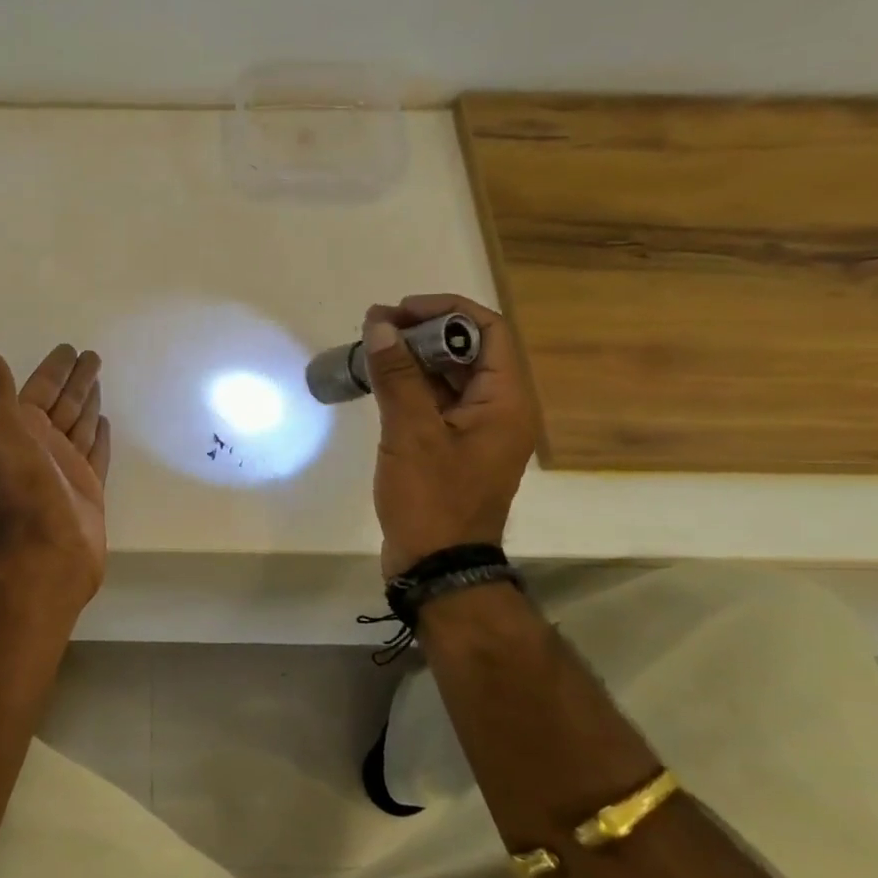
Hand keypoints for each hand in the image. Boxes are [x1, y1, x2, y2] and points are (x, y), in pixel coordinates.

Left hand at [0, 332, 111, 600]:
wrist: (47, 548)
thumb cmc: (24, 486)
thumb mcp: (0, 427)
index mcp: (21, 428)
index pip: (41, 388)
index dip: (54, 368)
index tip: (70, 348)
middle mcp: (42, 445)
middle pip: (63, 404)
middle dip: (76, 381)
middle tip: (93, 356)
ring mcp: (66, 467)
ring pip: (80, 425)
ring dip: (88, 403)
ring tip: (100, 382)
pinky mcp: (88, 488)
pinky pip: (96, 454)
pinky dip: (100, 437)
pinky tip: (106, 422)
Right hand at [362, 294, 537, 576]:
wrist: (437, 566)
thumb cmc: (432, 499)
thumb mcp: (411, 433)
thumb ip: (397, 376)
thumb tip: (379, 326)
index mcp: (506, 401)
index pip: (490, 331)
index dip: (447, 311)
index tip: (401, 311)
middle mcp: (499, 410)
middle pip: (469, 350)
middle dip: (423, 332)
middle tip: (377, 327)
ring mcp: (476, 430)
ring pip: (450, 376)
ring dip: (414, 358)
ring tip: (371, 348)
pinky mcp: (453, 447)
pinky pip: (437, 402)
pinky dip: (411, 386)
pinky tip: (379, 381)